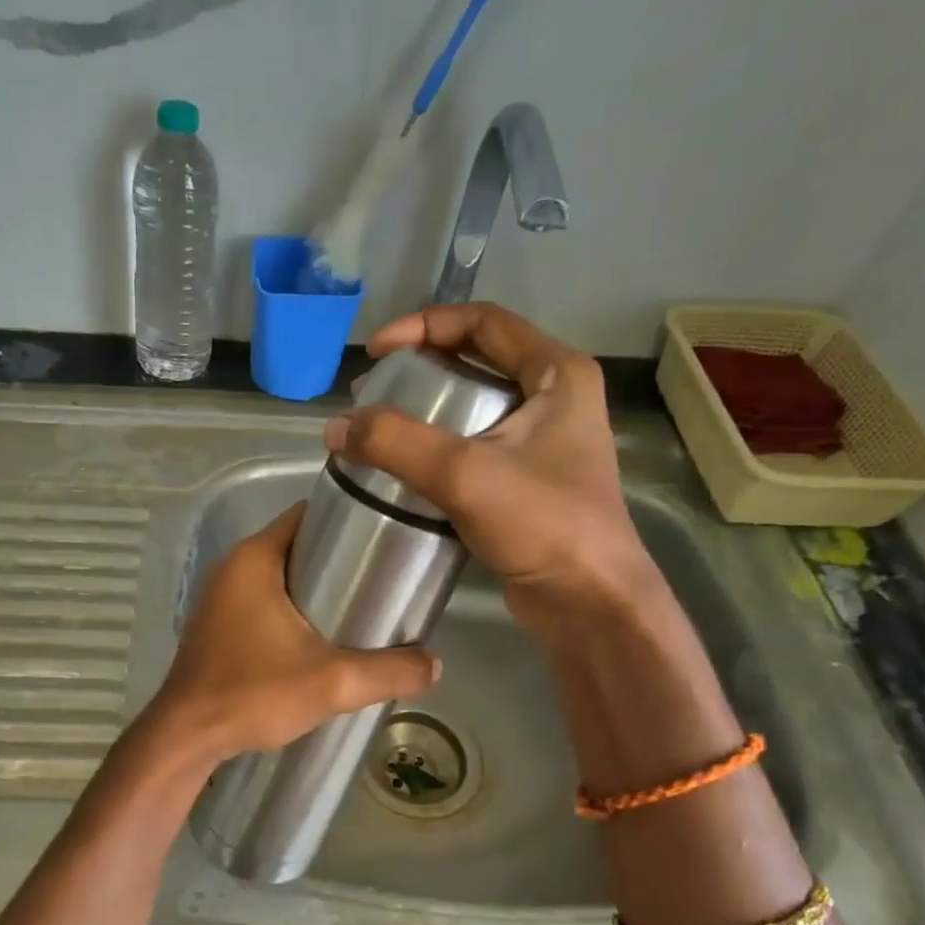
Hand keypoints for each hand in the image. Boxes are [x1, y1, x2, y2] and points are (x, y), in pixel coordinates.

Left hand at [147, 504, 438, 760]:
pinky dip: (293, 610)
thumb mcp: (332, 682)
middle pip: (297, 546)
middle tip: (384, 581)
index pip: (307, 516)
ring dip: (317, 589)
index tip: (387, 539)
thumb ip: (389, 671)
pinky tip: (322, 638)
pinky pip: (265, 602)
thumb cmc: (253, 694)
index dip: (349, 521)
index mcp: (254, 559)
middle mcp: (233, 568)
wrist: (187, 738)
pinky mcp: (219, 625)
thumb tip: (435, 664)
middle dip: (340, 560)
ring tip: (362, 609)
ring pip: (281, 577)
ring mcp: (221, 597)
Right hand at [328, 303, 654, 634]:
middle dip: (420, 369)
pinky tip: (404, 469)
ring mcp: (544, 443)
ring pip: (474, 407)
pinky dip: (437, 449)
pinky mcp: (528, 482)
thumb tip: (334, 428)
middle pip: (477, 361)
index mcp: (558, 374)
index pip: (483, 322)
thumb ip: (396, 443)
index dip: (423, 326)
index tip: (376, 352)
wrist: (589, 602)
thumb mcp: (464, 474)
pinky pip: (475, 448)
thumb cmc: (542, 524)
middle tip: (372, 391)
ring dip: (425, 411)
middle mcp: (555, 399)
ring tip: (378, 428)